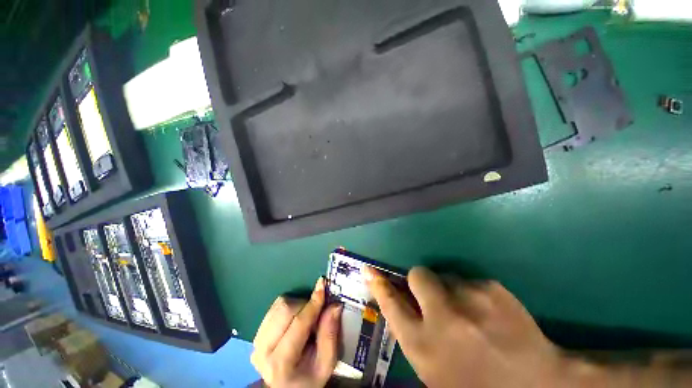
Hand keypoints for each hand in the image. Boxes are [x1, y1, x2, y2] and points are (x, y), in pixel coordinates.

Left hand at [251, 277, 342, 387]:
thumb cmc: (309, 377)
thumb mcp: (326, 363)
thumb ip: (330, 334)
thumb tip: (334, 305)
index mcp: (281, 363)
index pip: (299, 323)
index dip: (313, 303)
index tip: (323, 284)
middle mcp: (263, 351)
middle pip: (286, 309)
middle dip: (305, 304)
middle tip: (317, 312)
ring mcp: (256, 342)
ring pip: (279, 305)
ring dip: (297, 305)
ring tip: (306, 318)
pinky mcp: (256, 334)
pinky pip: (274, 308)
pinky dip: (289, 306)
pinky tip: (295, 319)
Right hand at [364, 266, 565, 387]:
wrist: (539, 385)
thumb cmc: (476, 385)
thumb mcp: (434, 367)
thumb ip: (412, 332)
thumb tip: (398, 301)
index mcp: (424, 345)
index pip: (390, 303)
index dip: (378, 284)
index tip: (368, 269)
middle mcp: (442, 317)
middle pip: (417, 275)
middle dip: (420, 282)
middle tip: (434, 298)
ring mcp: (469, 299)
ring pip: (444, 275)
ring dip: (448, 290)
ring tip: (468, 314)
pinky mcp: (492, 288)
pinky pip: (468, 280)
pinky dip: (471, 293)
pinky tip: (489, 314)